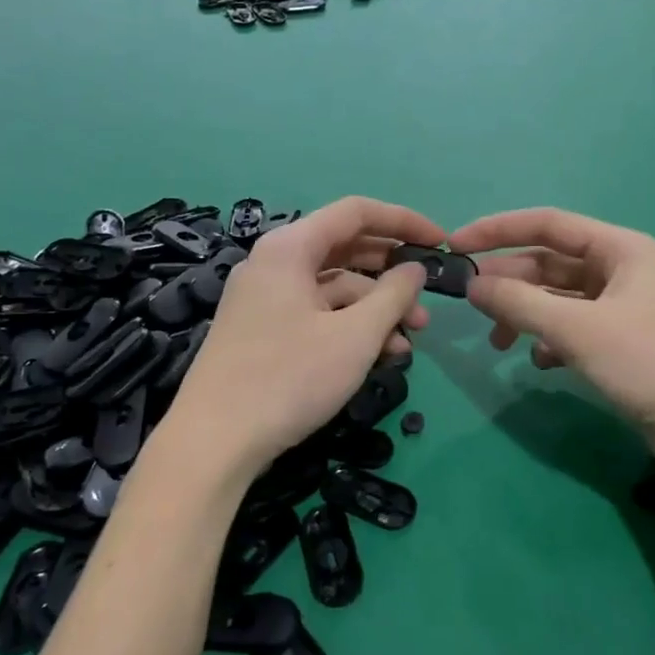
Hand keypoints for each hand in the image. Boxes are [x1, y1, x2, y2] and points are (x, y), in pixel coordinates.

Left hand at [167, 197, 441, 482]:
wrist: (213, 442)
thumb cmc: (289, 378)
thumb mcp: (354, 337)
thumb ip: (393, 296)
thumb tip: (414, 269)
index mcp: (290, 248)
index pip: (357, 212)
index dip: (404, 222)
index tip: (441, 244)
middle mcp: (274, 263)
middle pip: (345, 250)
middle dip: (392, 277)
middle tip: (428, 305)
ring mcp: (265, 298)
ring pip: (333, 288)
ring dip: (375, 310)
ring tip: (408, 344)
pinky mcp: (263, 330)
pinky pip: (316, 313)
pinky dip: (348, 328)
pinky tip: (378, 357)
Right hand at [449, 208, 654, 477]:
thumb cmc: (648, 364)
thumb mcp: (577, 330)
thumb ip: (519, 303)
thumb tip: (472, 286)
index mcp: (621, 249)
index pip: (548, 224)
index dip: (498, 230)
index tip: (456, 244)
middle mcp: (622, 269)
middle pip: (551, 263)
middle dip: (510, 281)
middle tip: (471, 302)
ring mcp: (624, 307)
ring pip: (559, 298)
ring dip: (526, 315)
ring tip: (500, 342)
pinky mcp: (623, 342)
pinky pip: (573, 328)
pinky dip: (551, 340)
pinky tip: (541, 363)